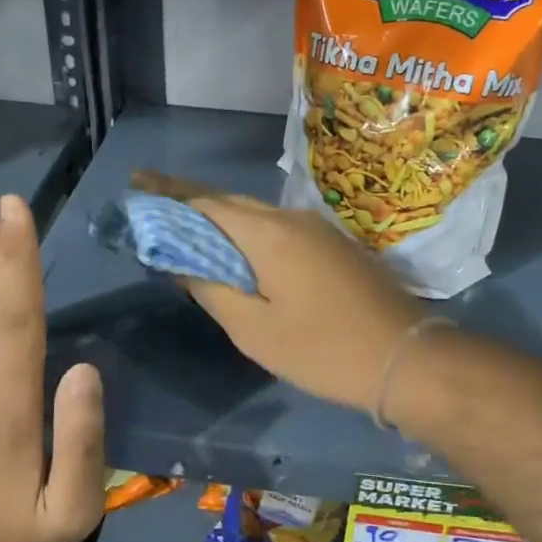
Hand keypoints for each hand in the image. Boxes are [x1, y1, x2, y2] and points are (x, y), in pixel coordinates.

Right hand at [132, 170, 424, 413]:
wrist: (406, 358)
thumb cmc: (323, 350)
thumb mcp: (255, 330)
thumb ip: (211, 290)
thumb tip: (181, 263)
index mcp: (268, 234)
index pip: (205, 202)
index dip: (167, 194)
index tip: (136, 184)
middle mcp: (292, 219)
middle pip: (230, 203)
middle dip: (190, 201)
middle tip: (153, 205)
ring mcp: (317, 230)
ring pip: (256, 215)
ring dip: (219, 218)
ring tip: (186, 229)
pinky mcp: (332, 246)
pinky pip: (277, 229)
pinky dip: (247, 234)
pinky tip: (234, 251)